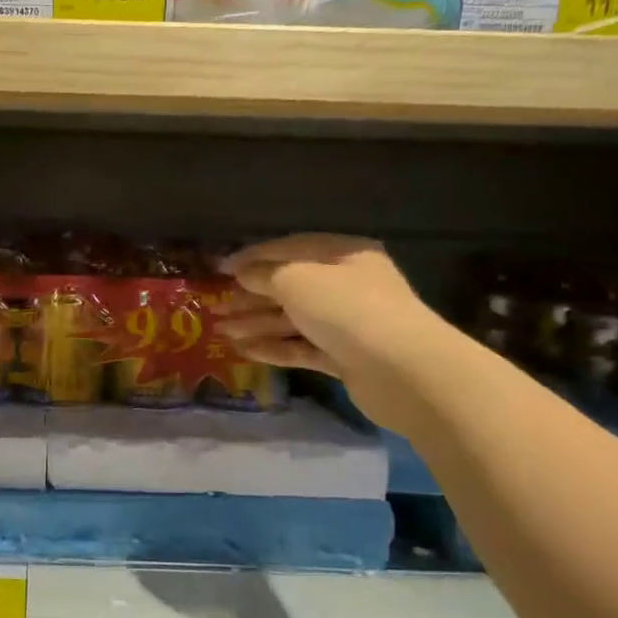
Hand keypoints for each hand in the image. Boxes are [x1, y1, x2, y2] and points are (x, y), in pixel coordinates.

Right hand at [217, 234, 451, 432]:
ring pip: (294, 319)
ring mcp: (348, 323)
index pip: (291, 248)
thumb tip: (241, 272)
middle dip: (251, 295)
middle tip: (215, 304)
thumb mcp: (296, 280)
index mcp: (343, 254)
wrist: (401, 369)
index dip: (252, 257)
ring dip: (257, 323)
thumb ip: (264, 274)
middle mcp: (347, 284)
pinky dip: (275, 347)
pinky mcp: (345, 358)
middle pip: (291, 286)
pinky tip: (245, 351)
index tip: (219, 269)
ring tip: (221, 330)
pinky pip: (303, 348)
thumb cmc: (346, 308)